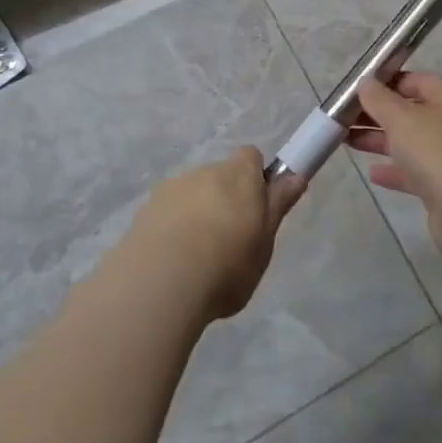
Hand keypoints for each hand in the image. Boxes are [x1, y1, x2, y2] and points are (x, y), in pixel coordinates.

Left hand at [129, 147, 304, 320]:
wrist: (159, 285)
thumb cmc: (226, 265)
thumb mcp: (264, 243)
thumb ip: (277, 206)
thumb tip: (296, 176)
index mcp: (239, 176)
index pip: (251, 157)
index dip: (256, 177)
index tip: (257, 207)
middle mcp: (205, 172)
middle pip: (220, 177)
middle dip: (225, 199)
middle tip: (229, 240)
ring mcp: (171, 189)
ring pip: (191, 195)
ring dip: (196, 213)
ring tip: (196, 257)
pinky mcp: (144, 211)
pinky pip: (166, 213)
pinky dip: (171, 228)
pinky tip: (172, 262)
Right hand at [350, 73, 441, 272]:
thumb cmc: (437, 151)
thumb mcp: (401, 118)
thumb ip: (379, 99)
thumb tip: (366, 83)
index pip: (416, 80)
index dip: (386, 82)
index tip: (355, 91)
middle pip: (411, 112)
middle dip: (378, 114)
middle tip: (343, 119)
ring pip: (411, 143)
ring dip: (381, 141)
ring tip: (346, 141)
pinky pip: (416, 172)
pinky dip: (395, 170)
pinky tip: (373, 174)